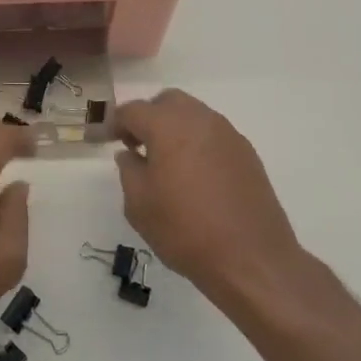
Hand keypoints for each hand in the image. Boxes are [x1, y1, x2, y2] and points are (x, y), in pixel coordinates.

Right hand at [113, 90, 312, 310]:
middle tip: (139, 146)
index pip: (133, 110)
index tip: (108, 140)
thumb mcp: (139, 205)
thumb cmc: (185, 230)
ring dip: (176, 128)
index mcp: (168, 126)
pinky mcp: (247, 153)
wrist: (251, 259)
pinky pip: (214, 135)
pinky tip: (196, 176)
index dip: (116, 123)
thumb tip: (130, 154)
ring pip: (194, 115)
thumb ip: (128, 171)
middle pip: (167, 102)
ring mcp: (228, 134)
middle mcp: (200, 120)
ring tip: (168, 163)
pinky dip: (198, 143)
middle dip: (149, 117)